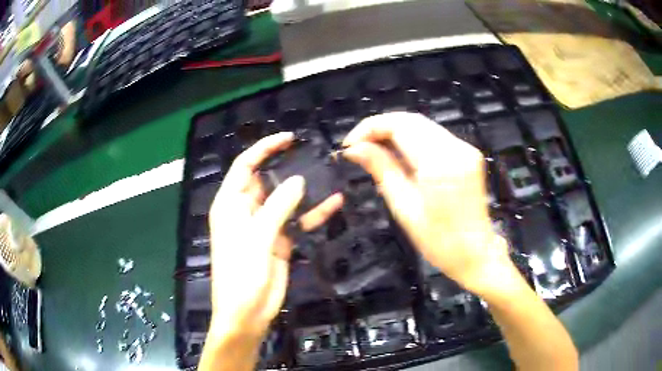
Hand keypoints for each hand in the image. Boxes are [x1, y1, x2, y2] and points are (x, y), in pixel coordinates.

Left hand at [201, 133, 342, 368]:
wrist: (248, 313)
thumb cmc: (241, 275)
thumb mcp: (257, 238)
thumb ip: (277, 207)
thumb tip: (297, 180)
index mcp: (231, 204)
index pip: (245, 166)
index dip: (264, 148)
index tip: (288, 138)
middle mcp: (246, 210)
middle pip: (267, 180)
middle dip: (288, 167)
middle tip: (314, 155)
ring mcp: (264, 226)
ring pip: (286, 200)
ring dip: (305, 190)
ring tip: (329, 173)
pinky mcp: (280, 240)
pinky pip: (297, 221)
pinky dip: (314, 213)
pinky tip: (335, 203)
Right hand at [343, 112, 514, 295]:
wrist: (476, 252)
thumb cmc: (439, 241)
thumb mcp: (404, 208)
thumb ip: (381, 170)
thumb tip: (354, 149)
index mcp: (439, 164)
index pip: (400, 125)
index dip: (370, 127)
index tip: (349, 144)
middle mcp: (455, 148)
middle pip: (411, 120)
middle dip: (380, 127)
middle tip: (358, 146)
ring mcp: (465, 148)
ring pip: (422, 125)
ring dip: (394, 132)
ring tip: (373, 149)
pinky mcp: (468, 153)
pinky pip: (434, 136)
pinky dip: (411, 139)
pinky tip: (398, 154)